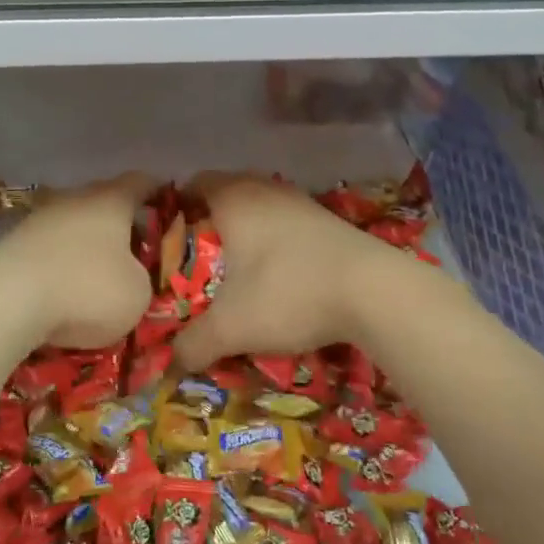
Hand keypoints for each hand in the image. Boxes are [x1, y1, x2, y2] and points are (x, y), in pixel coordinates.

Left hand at [0, 174, 156, 349]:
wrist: (5, 301)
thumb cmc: (86, 289)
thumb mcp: (137, 294)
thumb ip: (141, 278)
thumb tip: (128, 276)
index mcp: (111, 200)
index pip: (141, 181)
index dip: (157, 191)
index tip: (168, 204)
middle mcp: (74, 198)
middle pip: (103, 202)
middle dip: (119, 224)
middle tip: (135, 250)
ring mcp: (37, 219)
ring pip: (71, 225)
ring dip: (84, 246)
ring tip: (95, 276)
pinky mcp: (10, 244)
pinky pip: (46, 250)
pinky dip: (57, 265)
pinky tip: (61, 291)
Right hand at [173, 174, 400, 371]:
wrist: (375, 291)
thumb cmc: (289, 293)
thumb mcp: (232, 327)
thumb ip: (194, 343)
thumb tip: (171, 361)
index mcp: (234, 199)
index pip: (194, 183)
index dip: (177, 207)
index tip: (168, 239)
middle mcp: (266, 190)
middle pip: (227, 192)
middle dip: (211, 221)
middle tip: (199, 257)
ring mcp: (302, 202)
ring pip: (261, 206)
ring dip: (247, 229)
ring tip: (238, 267)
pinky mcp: (329, 220)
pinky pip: (288, 221)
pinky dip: (277, 239)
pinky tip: (279, 272)